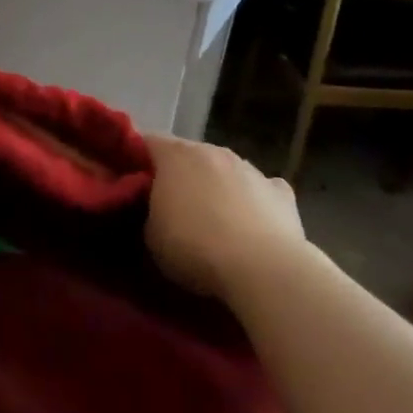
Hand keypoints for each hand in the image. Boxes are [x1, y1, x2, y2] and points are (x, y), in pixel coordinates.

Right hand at [142, 134, 307, 300]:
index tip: (129, 182)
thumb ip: (147, 213)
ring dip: (216, 186)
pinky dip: (254, 202)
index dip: (135, 160)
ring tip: (212, 220)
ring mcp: (251, 169)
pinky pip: (261, 190)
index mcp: (175, 155)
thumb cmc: (195, 247)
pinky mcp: (282, 193)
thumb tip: (154, 210)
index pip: (145, 142)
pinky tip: (252, 224)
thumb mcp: (150, 236)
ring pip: (224, 170)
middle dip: (178, 174)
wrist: (264, 271)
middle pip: (188, 154)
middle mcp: (213, 151)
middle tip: (169, 204)